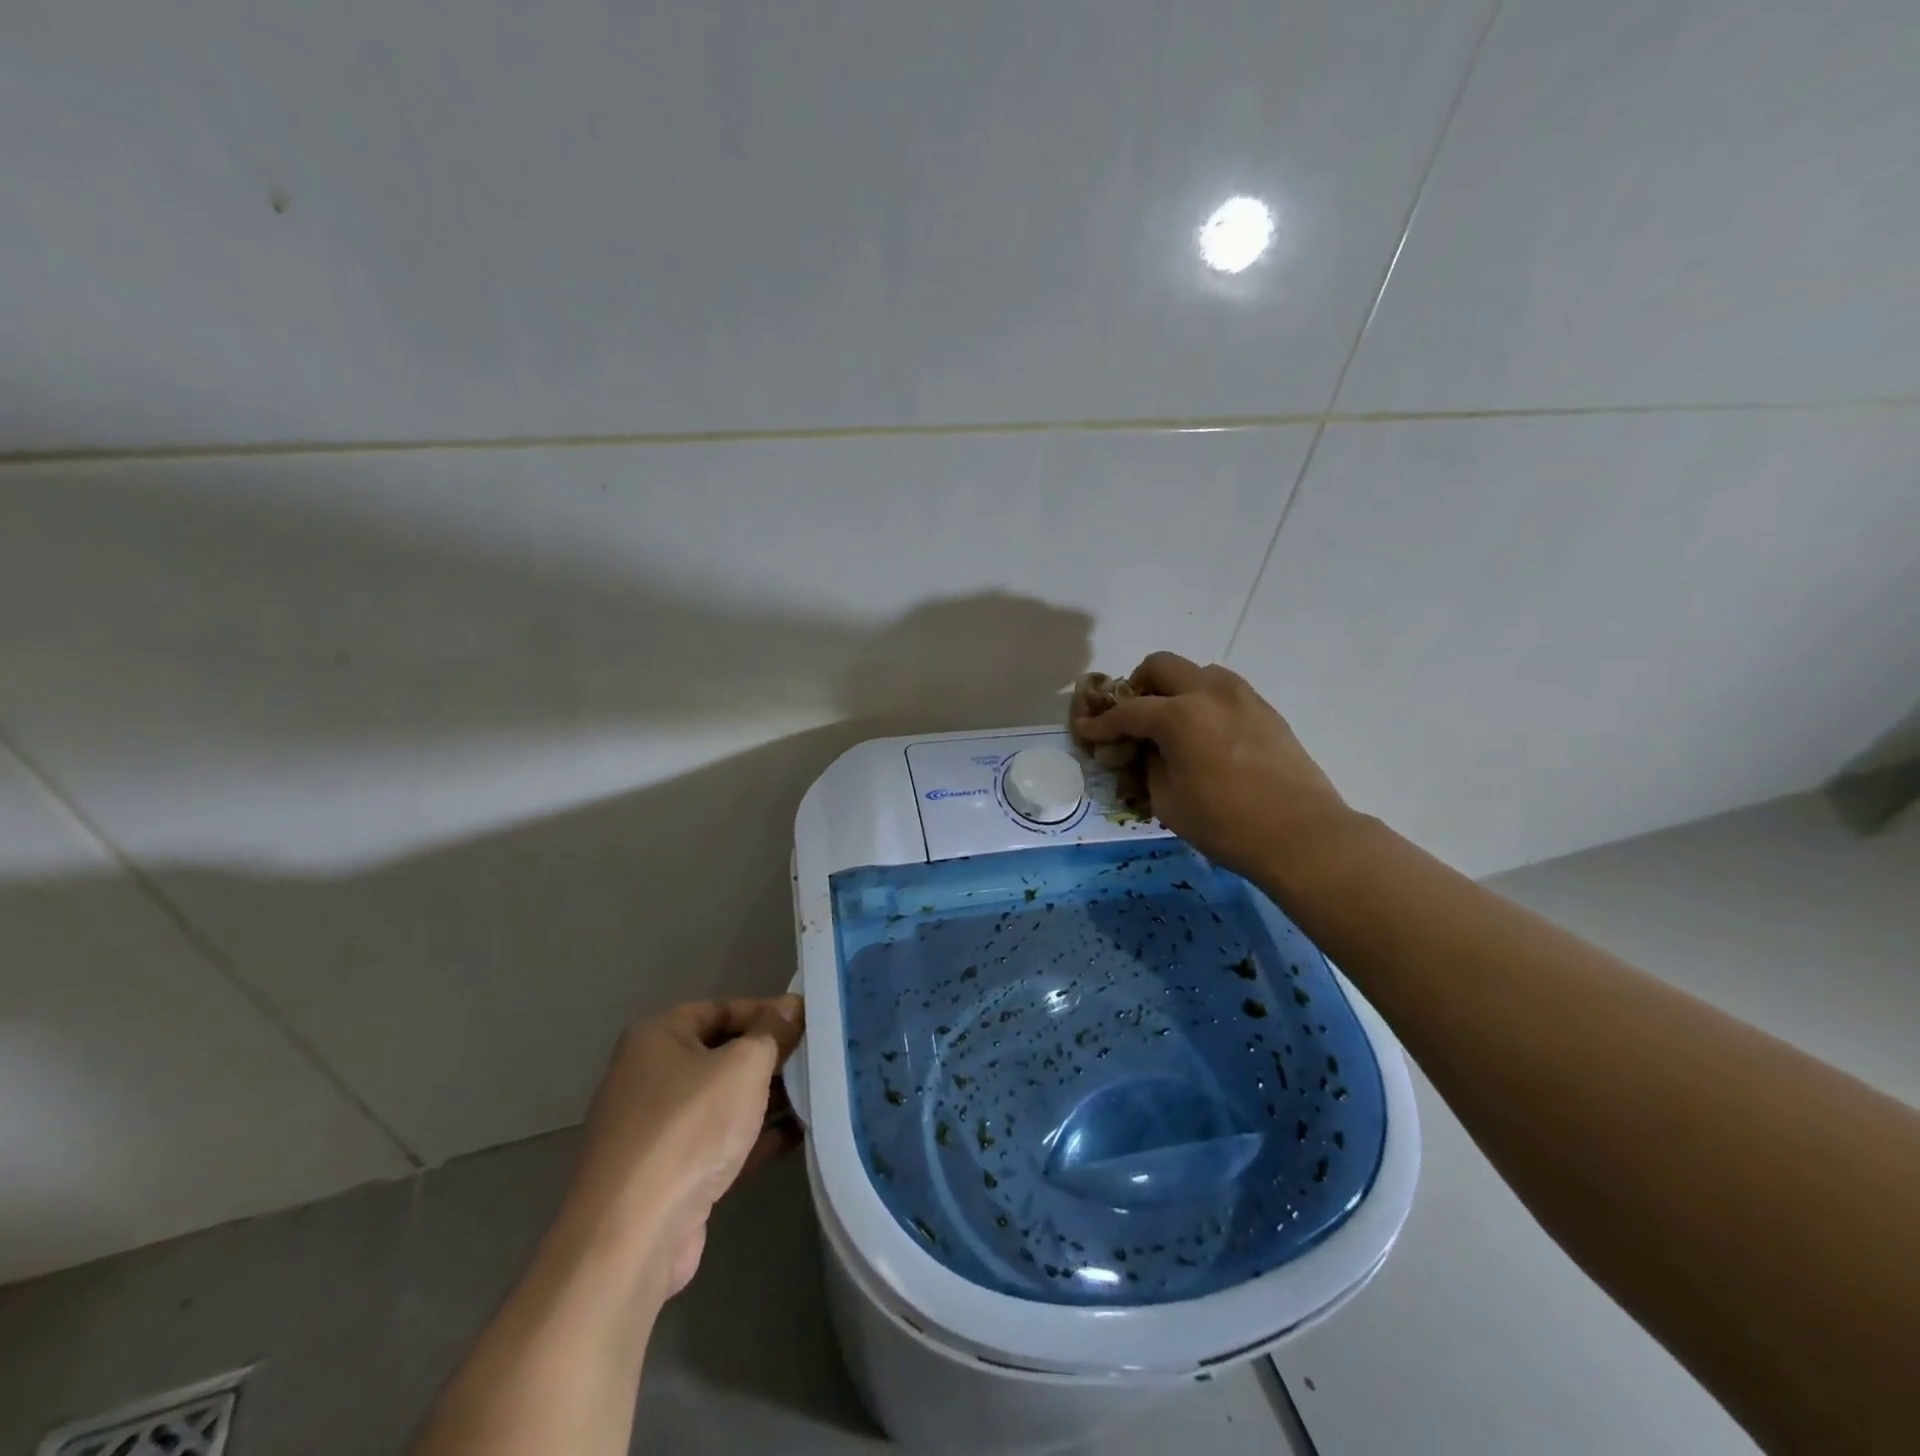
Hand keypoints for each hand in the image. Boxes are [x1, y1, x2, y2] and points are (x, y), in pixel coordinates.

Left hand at [563, 996, 804, 1298]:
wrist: (634, 1235)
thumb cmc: (689, 1127)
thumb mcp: (744, 1065)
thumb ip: (773, 1032)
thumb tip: (793, 1005)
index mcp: (656, 1038)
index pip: (719, 1009)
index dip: (765, 1011)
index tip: (807, 1021)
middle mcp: (650, 1077)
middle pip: (721, 1054)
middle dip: (769, 1056)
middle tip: (817, 1057)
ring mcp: (657, 1129)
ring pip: (723, 1101)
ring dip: (767, 1098)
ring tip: (819, 1093)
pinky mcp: (670, 1175)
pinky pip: (721, 1142)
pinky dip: (756, 1136)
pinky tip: (800, 1134)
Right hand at [1073, 652, 1353, 881]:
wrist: (1302, 836)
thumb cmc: (1226, 825)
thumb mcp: (1168, 802)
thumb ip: (1149, 766)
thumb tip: (1147, 751)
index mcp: (1179, 716)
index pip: (1127, 712)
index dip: (1101, 724)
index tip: (1087, 732)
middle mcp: (1209, 693)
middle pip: (1161, 666)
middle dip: (1137, 687)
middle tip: (1132, 718)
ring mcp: (1242, 697)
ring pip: (1197, 671)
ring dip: (1175, 689)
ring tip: (1171, 724)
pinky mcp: (1265, 710)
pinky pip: (1224, 690)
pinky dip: (1203, 701)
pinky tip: (1204, 735)